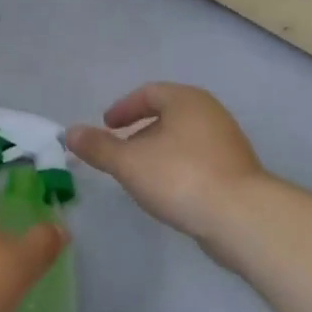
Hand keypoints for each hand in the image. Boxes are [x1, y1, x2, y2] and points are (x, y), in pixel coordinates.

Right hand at [65, 83, 266, 239]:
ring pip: (183, 140)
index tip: (106, 126)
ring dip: (158, 153)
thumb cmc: (180, 177)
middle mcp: (210, 114)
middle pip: (167, 115)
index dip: (123, 108)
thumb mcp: (128, 162)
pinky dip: (177, 169)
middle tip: (119, 152)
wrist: (242, 218)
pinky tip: (167, 192)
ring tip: (139, 176)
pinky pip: (198, 161)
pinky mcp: (237, 173)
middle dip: (139, 133)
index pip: (149, 93)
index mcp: (186, 100)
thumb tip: (69, 132)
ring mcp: (228, 144)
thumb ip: (98, 147)